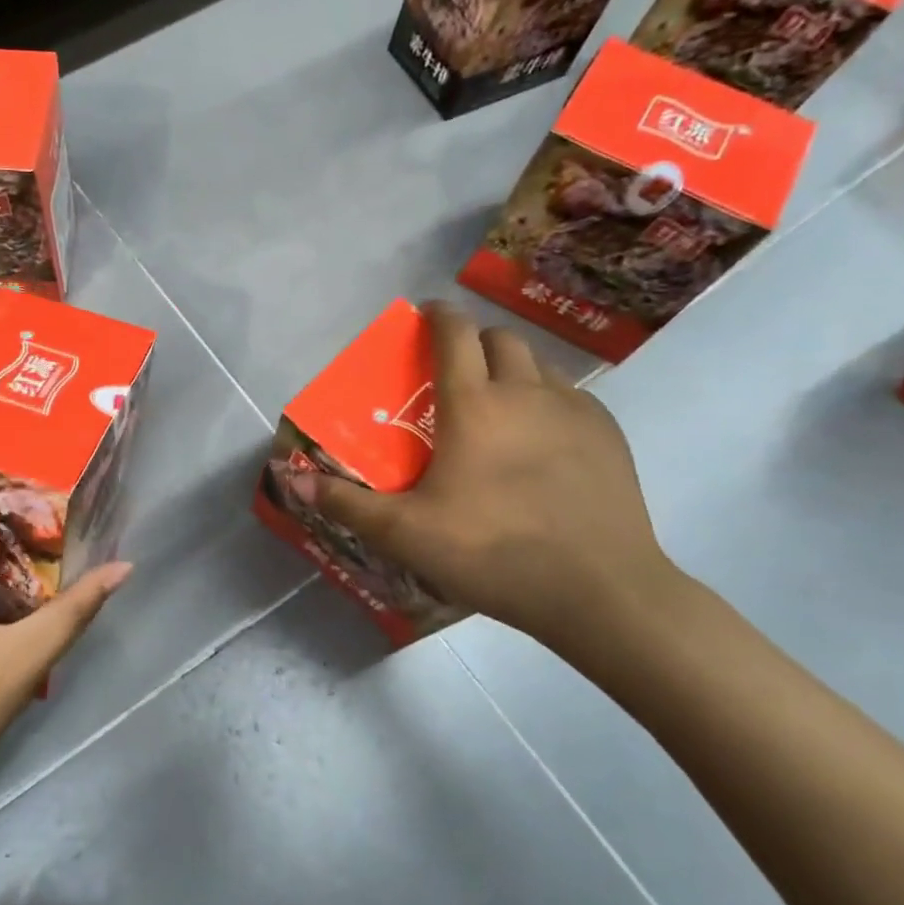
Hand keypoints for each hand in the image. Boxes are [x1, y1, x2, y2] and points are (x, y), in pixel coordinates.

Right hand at [287, 302, 681, 663]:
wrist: (600, 590)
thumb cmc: (493, 552)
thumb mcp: (406, 533)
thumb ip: (347, 503)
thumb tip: (294, 480)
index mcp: (474, 404)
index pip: (454, 333)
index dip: (436, 315)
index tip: (423, 314)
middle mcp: (525, 392)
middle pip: (500, 339)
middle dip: (474, 341)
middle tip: (455, 371)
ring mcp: (574, 410)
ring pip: (538, 365)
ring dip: (512, 369)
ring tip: (498, 406)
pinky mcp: (609, 435)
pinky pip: (571, 396)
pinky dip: (547, 400)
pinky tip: (542, 442)